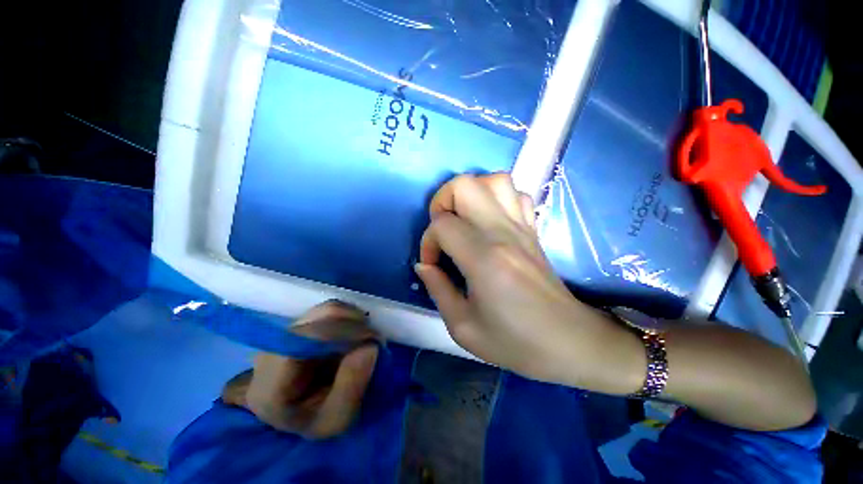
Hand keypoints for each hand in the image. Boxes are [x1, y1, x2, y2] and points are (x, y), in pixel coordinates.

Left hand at [224, 300, 378, 438]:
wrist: (297, 412)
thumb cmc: (315, 419)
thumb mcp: (336, 419)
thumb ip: (351, 387)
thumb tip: (371, 346)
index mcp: (272, 379)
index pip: (309, 338)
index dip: (346, 332)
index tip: (373, 342)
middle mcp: (274, 346)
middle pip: (322, 316)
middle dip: (356, 325)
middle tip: (375, 342)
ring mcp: (287, 330)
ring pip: (330, 309)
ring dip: (355, 321)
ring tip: (365, 341)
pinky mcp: (301, 321)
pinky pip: (332, 310)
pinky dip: (350, 319)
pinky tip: (354, 336)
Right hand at [415, 174, 642, 391]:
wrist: (570, 342)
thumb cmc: (516, 342)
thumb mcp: (463, 327)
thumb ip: (438, 289)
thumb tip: (424, 264)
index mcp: (484, 258)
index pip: (442, 225)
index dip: (428, 242)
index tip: (432, 264)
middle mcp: (503, 232)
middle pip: (465, 185)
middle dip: (442, 201)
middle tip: (442, 229)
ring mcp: (522, 226)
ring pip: (494, 180)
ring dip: (470, 193)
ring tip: (464, 219)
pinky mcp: (533, 229)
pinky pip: (516, 194)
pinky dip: (496, 198)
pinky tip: (489, 221)